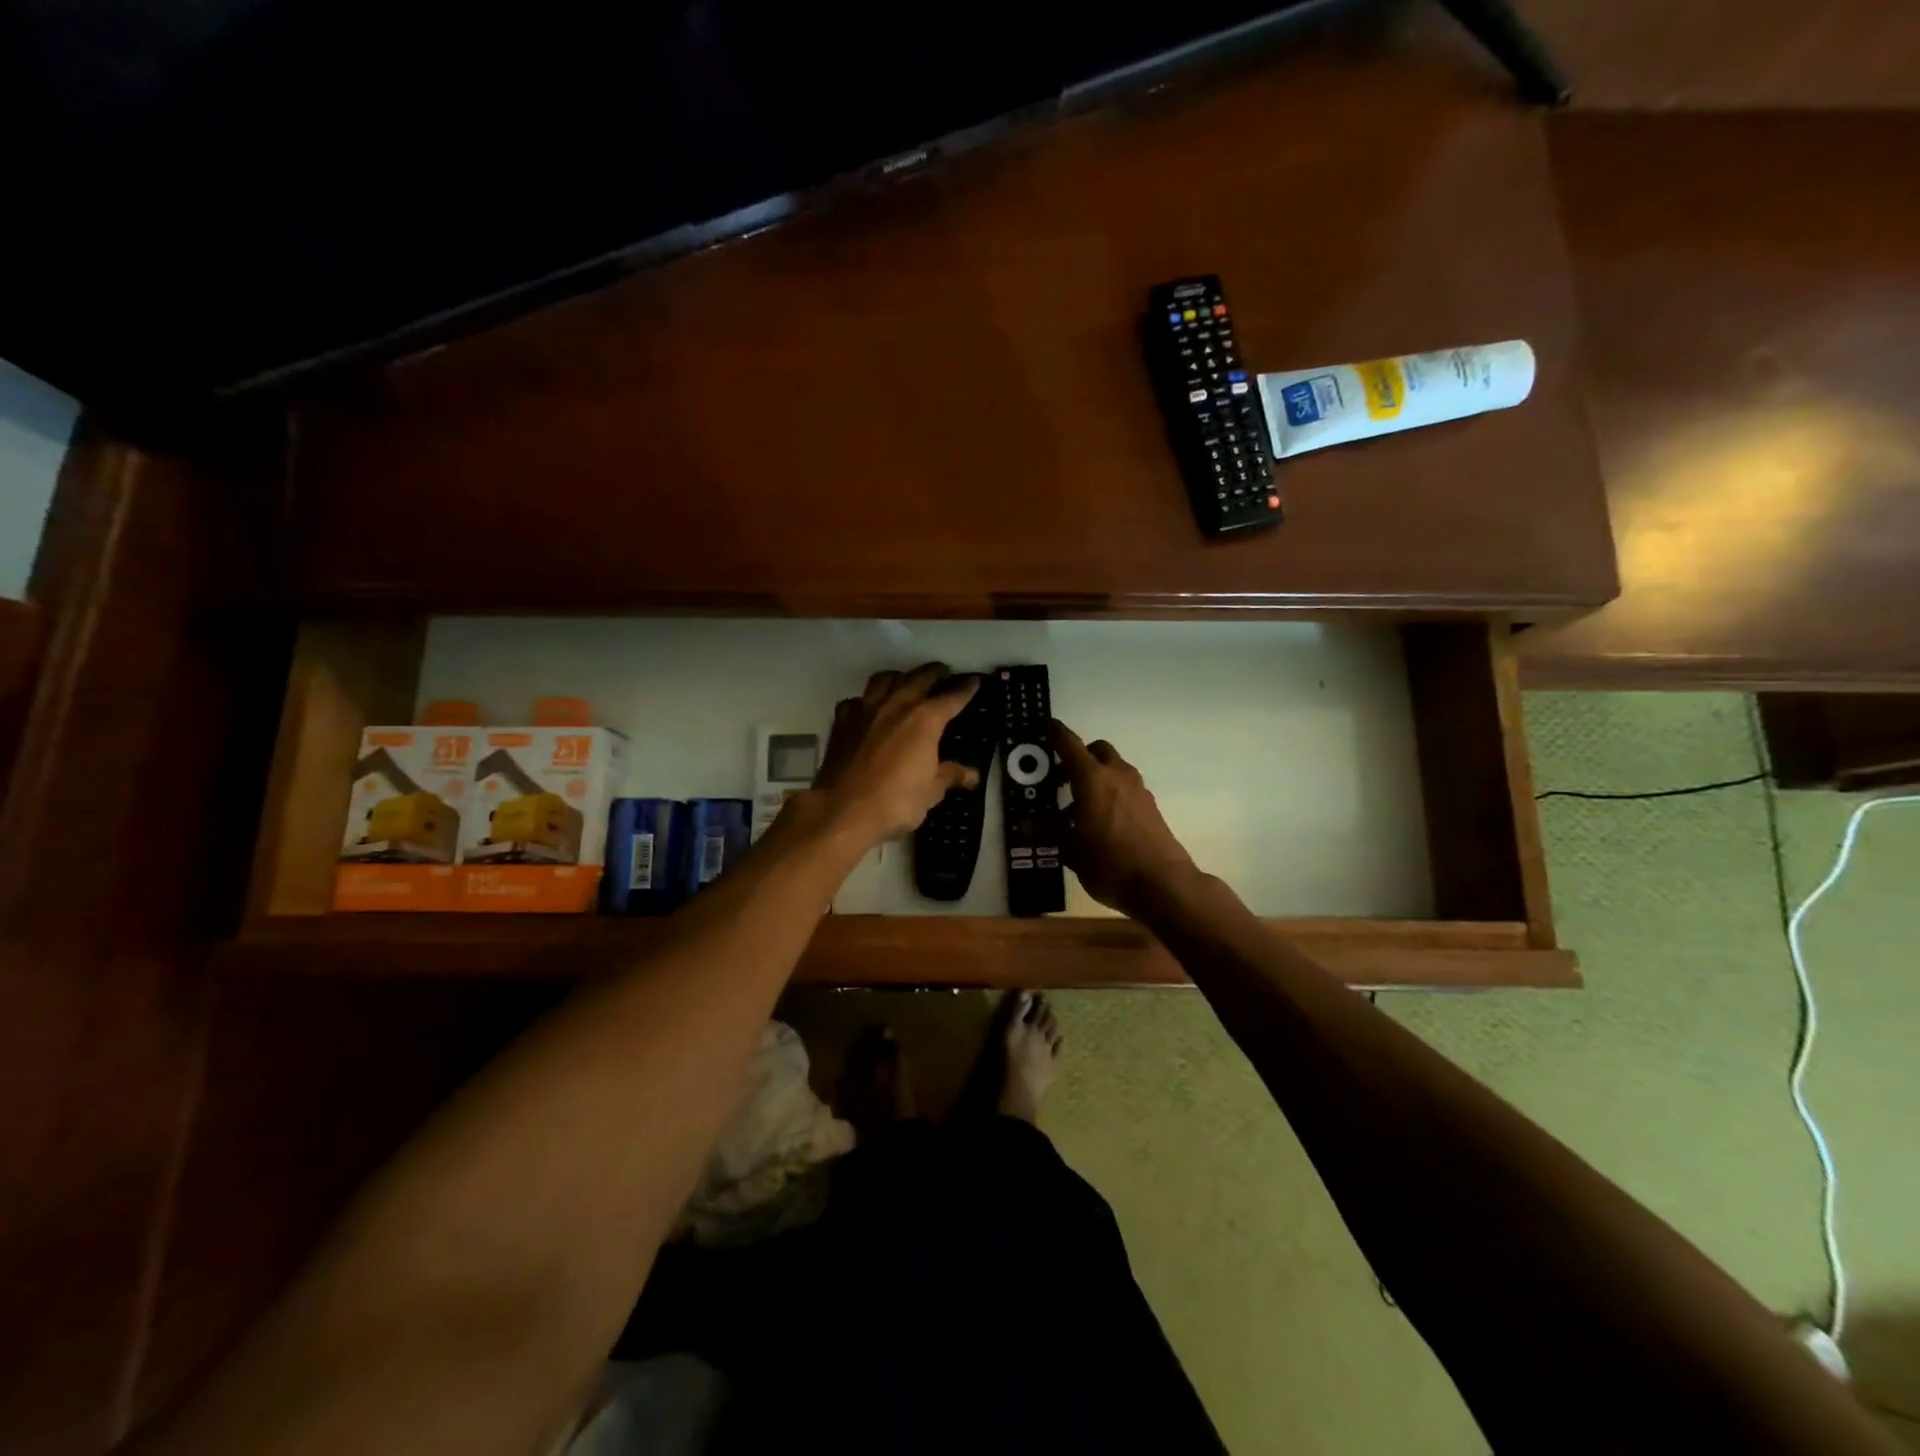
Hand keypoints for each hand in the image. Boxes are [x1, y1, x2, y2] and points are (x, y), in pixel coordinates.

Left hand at [808, 664, 980, 848]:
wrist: (843, 810)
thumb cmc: (896, 801)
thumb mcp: (931, 791)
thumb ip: (950, 776)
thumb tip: (972, 775)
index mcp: (925, 720)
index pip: (952, 698)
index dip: (966, 688)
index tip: (975, 681)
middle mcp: (897, 705)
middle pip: (919, 677)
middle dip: (934, 672)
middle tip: (943, 672)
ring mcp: (866, 710)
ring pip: (884, 679)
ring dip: (899, 676)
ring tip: (905, 680)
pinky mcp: (842, 722)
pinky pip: (856, 700)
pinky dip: (866, 700)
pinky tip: (868, 708)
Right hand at [1053, 721, 1196, 916]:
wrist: (1162, 884)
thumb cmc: (1109, 864)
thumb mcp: (1070, 850)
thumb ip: (1048, 831)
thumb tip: (1026, 823)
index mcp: (1092, 779)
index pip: (1070, 744)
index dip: (1056, 733)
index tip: (1046, 726)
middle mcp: (1117, 776)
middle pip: (1096, 751)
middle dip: (1079, 757)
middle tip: (1061, 778)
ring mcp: (1138, 790)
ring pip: (1113, 769)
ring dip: (1095, 777)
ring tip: (1077, 809)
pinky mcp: (1150, 807)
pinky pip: (1125, 788)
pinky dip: (1109, 793)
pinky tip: (1100, 822)